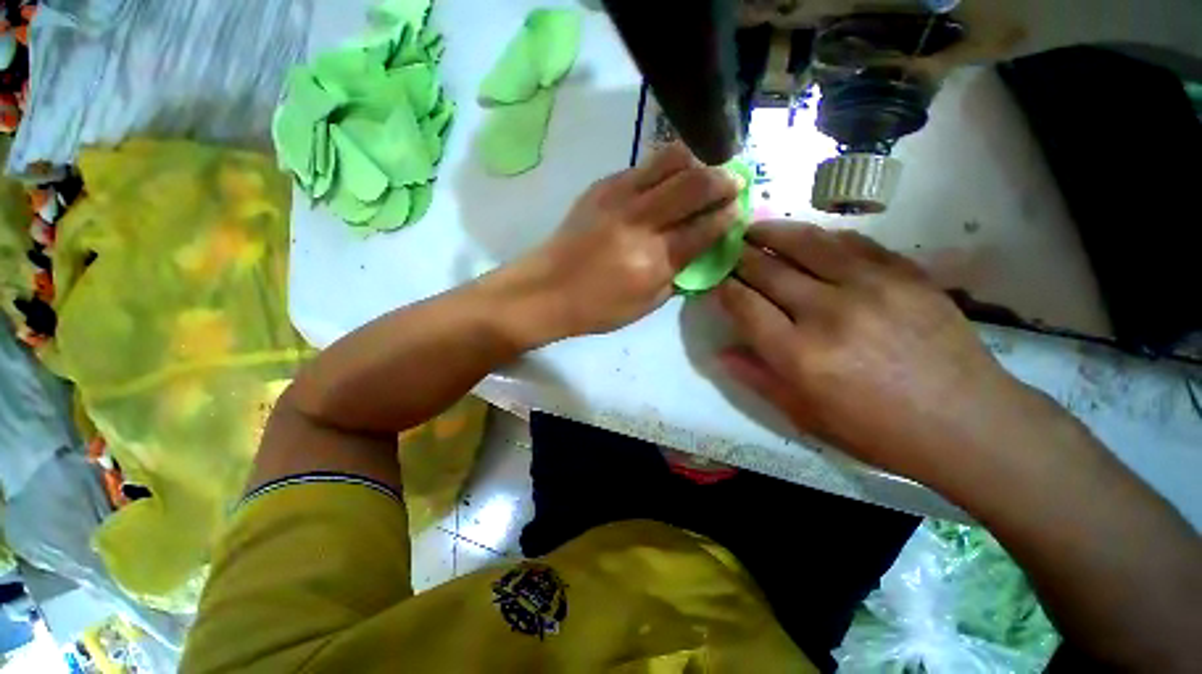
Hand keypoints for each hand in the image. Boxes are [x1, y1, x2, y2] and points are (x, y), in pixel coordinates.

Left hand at [508, 142, 742, 338]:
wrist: (547, 289)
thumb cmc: (597, 307)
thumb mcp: (646, 305)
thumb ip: (678, 274)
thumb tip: (701, 248)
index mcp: (654, 261)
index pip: (705, 228)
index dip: (729, 216)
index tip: (738, 211)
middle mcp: (640, 222)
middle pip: (694, 184)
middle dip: (722, 180)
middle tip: (732, 184)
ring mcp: (618, 198)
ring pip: (669, 160)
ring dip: (695, 163)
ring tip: (701, 174)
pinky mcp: (601, 187)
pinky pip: (642, 166)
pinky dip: (663, 169)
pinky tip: (665, 181)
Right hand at [715, 221, 1034, 481]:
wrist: (967, 423)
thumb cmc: (875, 429)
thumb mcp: (805, 415)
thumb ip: (757, 378)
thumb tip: (720, 352)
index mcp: (799, 354)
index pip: (743, 305)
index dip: (722, 289)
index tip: (712, 280)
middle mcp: (827, 312)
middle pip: (767, 269)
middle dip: (738, 257)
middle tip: (725, 249)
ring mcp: (870, 286)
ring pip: (805, 243)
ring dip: (772, 232)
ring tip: (753, 227)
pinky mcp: (905, 273)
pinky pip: (851, 242)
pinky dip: (820, 237)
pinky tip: (807, 238)